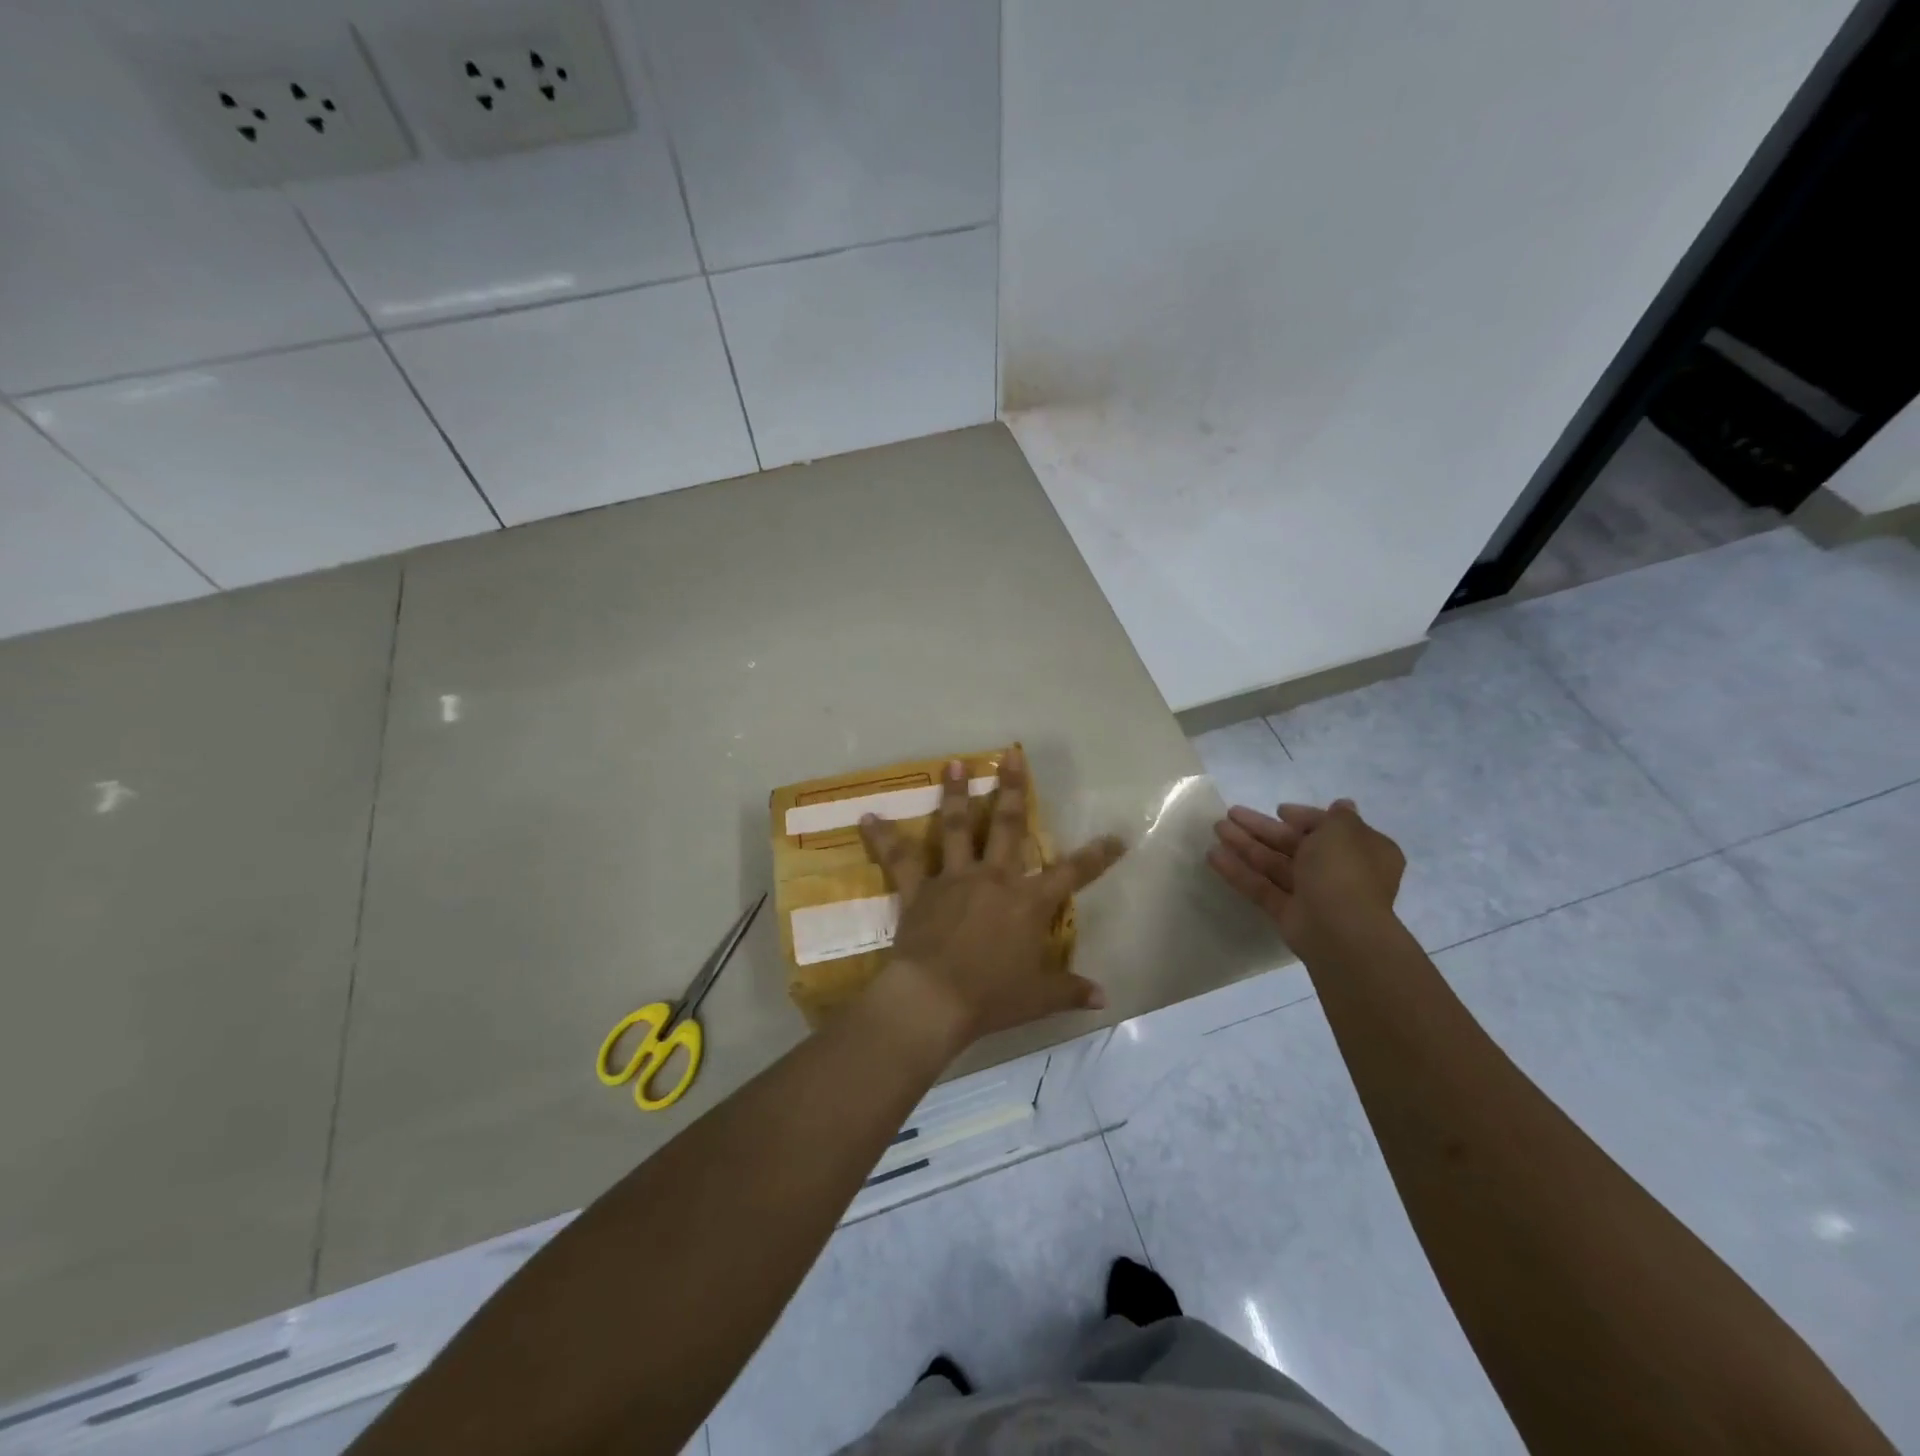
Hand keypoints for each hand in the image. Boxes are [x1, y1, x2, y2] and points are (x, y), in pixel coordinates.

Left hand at [858, 747, 1125, 1047]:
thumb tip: (1104, 997)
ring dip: (955, 794)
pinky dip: (882, 838)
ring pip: (956, 827)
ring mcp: (954, 879)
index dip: (1097, 856)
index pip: (1072, 874)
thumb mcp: (1039, 997)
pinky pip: (899, 859)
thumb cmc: (992, 998)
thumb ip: (1071, 990)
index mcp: (1029, 902)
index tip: (1116, 836)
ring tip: (954, 763)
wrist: (935, 999)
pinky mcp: (919, 889)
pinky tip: (867, 817)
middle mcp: (994, 879)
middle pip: (1007, 825)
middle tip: (1011, 755)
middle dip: (1012, 789)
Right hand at [1207, 798, 1404, 954]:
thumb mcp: (1344, 831)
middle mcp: (1338, 871)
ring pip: (1274, 864)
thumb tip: (1342, 805)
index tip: (1279, 810)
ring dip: (1245, 845)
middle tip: (1231, 813)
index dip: (1303, 817)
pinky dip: (1239, 872)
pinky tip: (1213, 856)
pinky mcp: (1288, 913)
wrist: (1341, 930)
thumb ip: (1337, 817)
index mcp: (1361, 850)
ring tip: (1217, 828)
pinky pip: (1262, 887)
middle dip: (1262, 828)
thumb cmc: (1344, 870)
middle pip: (1294, 844)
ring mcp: (1311, 894)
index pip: (1328, 828)